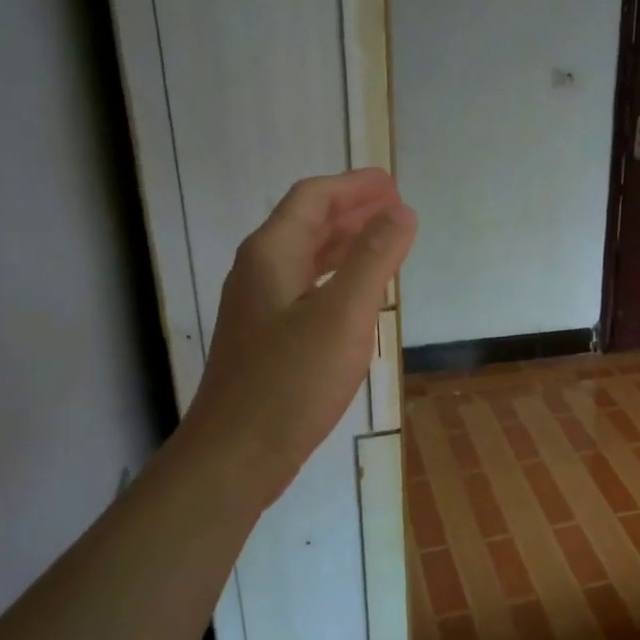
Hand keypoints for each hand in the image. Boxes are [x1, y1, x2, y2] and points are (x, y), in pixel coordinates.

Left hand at [181, 169, 415, 507]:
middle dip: (352, 210)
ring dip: (345, 243)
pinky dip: (337, 278)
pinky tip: (357, 297)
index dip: (354, 186)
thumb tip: (402, 212)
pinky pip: (307, 289)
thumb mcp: (343, 314)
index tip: (393, 184)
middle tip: (395, 208)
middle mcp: (259, 272)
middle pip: (307, 224)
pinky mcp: (267, 338)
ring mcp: (259, 307)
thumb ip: (374, 258)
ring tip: (384, 241)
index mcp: (272, 254)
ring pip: (307, 258)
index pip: (313, 199)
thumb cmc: (291, 381)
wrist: (237, 454)